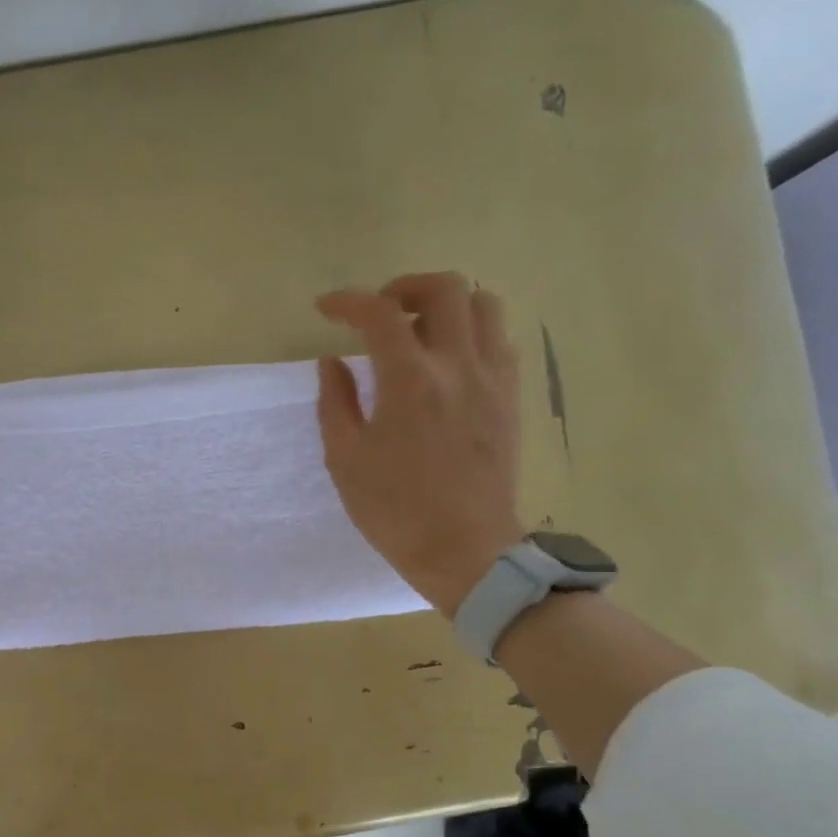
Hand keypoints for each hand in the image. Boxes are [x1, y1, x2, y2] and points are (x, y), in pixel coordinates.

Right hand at [315, 272, 524, 613]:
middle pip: (445, 289)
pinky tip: (448, 361)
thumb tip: (334, 362)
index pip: (380, 314)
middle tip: (380, 312)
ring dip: (446, 305)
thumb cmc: (394, 510)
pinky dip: (471, 332)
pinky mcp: (511, 397)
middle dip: (405, 287)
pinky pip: (499, 339)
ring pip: (484, 305)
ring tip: (418, 330)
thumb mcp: (345, 459)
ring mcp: (494, 379)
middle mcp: (459, 366)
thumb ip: (335, 402)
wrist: (464, 549)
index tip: (326, 309)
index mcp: (410, 381)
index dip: (348, 301)